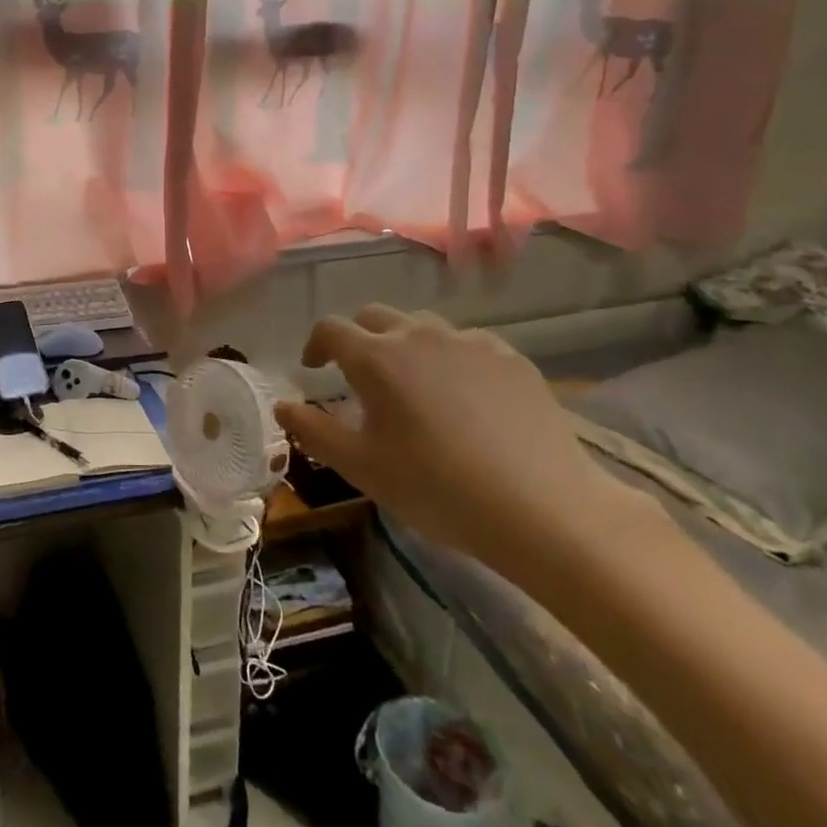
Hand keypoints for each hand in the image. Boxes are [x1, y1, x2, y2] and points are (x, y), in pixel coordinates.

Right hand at [274, 306, 638, 580]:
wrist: (545, 509)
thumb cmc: (437, 488)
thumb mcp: (361, 467)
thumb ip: (312, 431)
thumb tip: (282, 406)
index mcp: (376, 358)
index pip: (330, 329)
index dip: (315, 345)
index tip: (314, 369)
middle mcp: (418, 336)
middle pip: (374, 317)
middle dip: (357, 338)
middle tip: (358, 374)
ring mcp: (469, 342)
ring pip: (422, 326)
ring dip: (404, 344)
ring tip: (412, 383)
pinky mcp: (511, 358)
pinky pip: (466, 344)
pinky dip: (450, 358)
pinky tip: (464, 396)